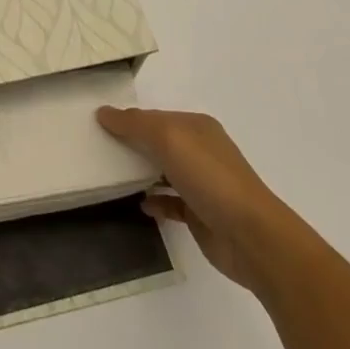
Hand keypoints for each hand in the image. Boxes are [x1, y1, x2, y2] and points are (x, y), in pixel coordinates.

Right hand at [97, 106, 288, 291]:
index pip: (156, 117)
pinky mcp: (201, 214)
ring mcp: (203, 184)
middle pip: (159, 142)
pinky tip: (139, 205)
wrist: (251, 236)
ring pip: (164, 171)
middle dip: (132, 144)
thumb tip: (103, 113)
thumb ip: (134, 124)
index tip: (98, 126)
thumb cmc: (209, 177)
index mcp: (197, 127)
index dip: (129, 119)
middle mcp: (201, 151)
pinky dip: (155, 201)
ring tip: (112, 177)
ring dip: (141, 173)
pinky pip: (170, 202)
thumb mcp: (168, 138)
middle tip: (99, 150)